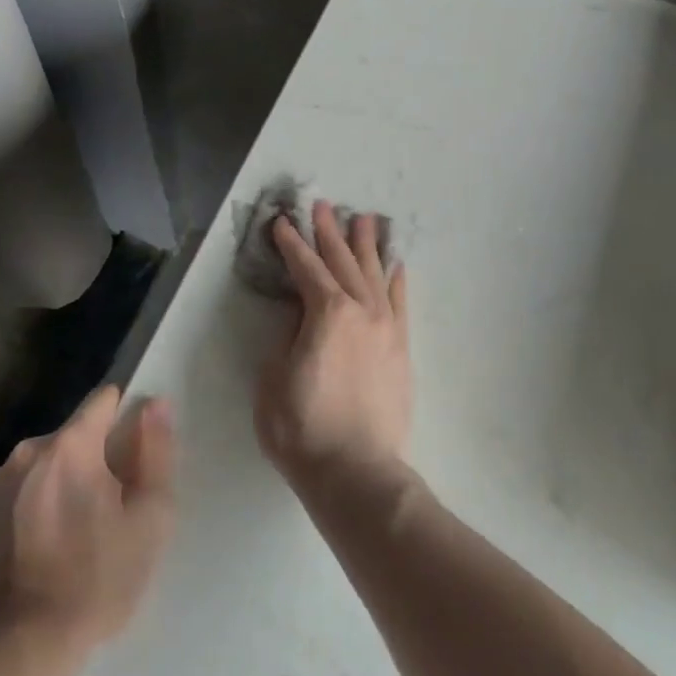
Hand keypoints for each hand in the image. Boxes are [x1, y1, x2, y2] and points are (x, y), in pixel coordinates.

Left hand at [0, 385, 175, 651]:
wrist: (21, 648)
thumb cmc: (98, 579)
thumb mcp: (150, 517)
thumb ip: (156, 452)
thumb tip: (155, 404)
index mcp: (70, 447)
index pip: (103, 401)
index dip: (126, 416)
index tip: (138, 451)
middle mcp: (26, 454)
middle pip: (75, 436)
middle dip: (97, 457)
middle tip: (114, 506)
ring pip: (46, 465)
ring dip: (65, 482)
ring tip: (79, 531)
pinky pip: (20, 494)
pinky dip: (38, 507)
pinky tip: (47, 549)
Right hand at [254, 201, 412, 496]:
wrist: (356, 470)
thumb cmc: (302, 428)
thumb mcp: (274, 378)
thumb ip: (288, 337)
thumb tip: (301, 316)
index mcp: (327, 313)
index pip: (306, 268)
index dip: (291, 245)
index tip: (282, 223)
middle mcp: (362, 310)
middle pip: (343, 262)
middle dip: (329, 233)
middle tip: (323, 206)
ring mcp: (387, 328)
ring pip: (375, 275)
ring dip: (366, 247)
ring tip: (363, 220)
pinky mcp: (401, 348)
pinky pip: (400, 303)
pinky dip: (397, 280)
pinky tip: (396, 264)